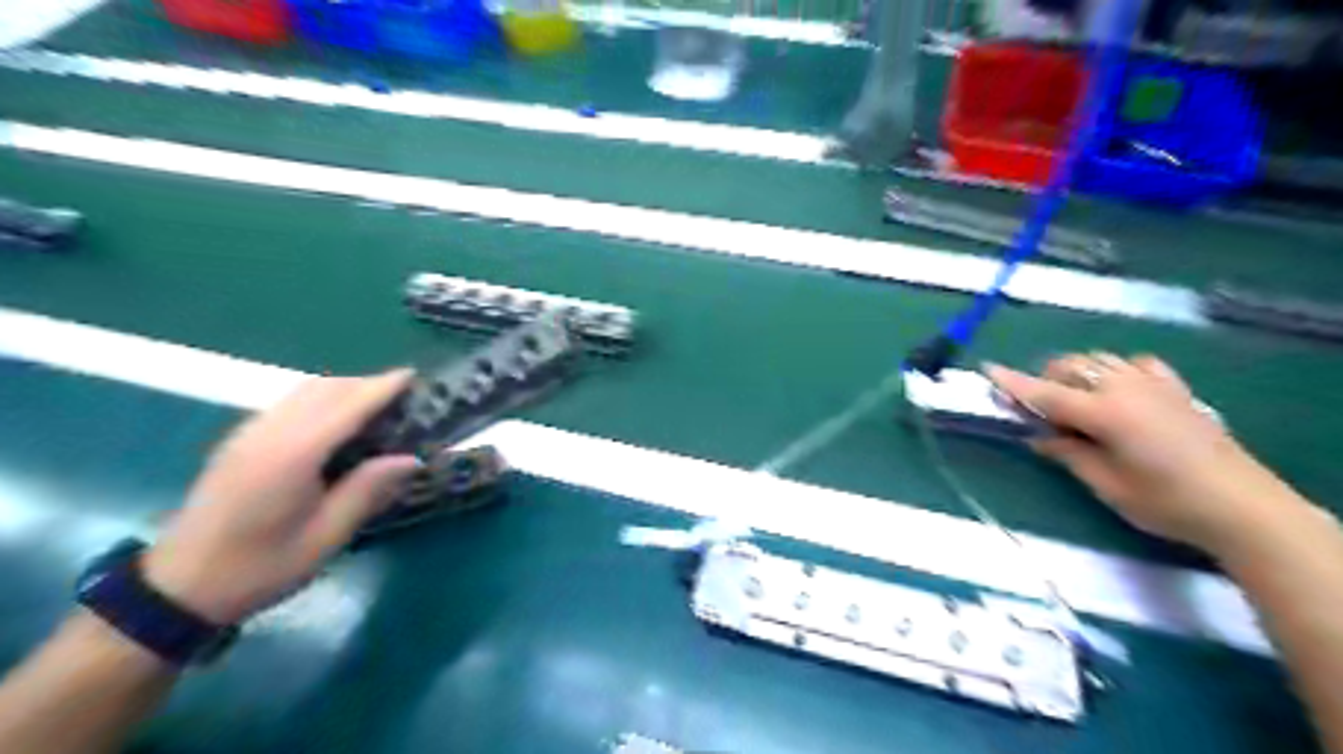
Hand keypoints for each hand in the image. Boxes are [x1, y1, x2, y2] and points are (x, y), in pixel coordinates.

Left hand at [141, 371, 416, 622]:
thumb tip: (411, 459)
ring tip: (376, 406)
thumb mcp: (325, 536)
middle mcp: (268, 434)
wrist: (178, 588)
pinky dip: (320, 400)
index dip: (381, 388)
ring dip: (343, 389)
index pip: (347, 407)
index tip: (413, 376)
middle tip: (403, 397)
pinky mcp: (238, 443)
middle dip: (366, 384)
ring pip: (303, 392)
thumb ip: (367, 490)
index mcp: (293, 456)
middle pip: (324, 389)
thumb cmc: (261, 567)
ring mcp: (248, 435)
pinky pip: (288, 405)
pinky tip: (336, 423)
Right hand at [989, 353, 1295, 554]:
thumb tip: (1040, 436)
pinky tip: (1118, 389)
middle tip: (1037, 411)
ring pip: (1100, 360)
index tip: (987, 369)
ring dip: (1076, 373)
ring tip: (1073, 402)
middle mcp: (1125, 388)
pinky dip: (1116, 371)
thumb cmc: (1166, 502)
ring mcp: (1154, 385)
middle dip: (1045, 380)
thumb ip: (1069, 453)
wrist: (1244, 507)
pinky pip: (1136, 364)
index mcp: (1104, 412)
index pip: (1046, 393)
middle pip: (1070, 367)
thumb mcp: (1106, 484)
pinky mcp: (1176, 390)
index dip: (1013, 382)